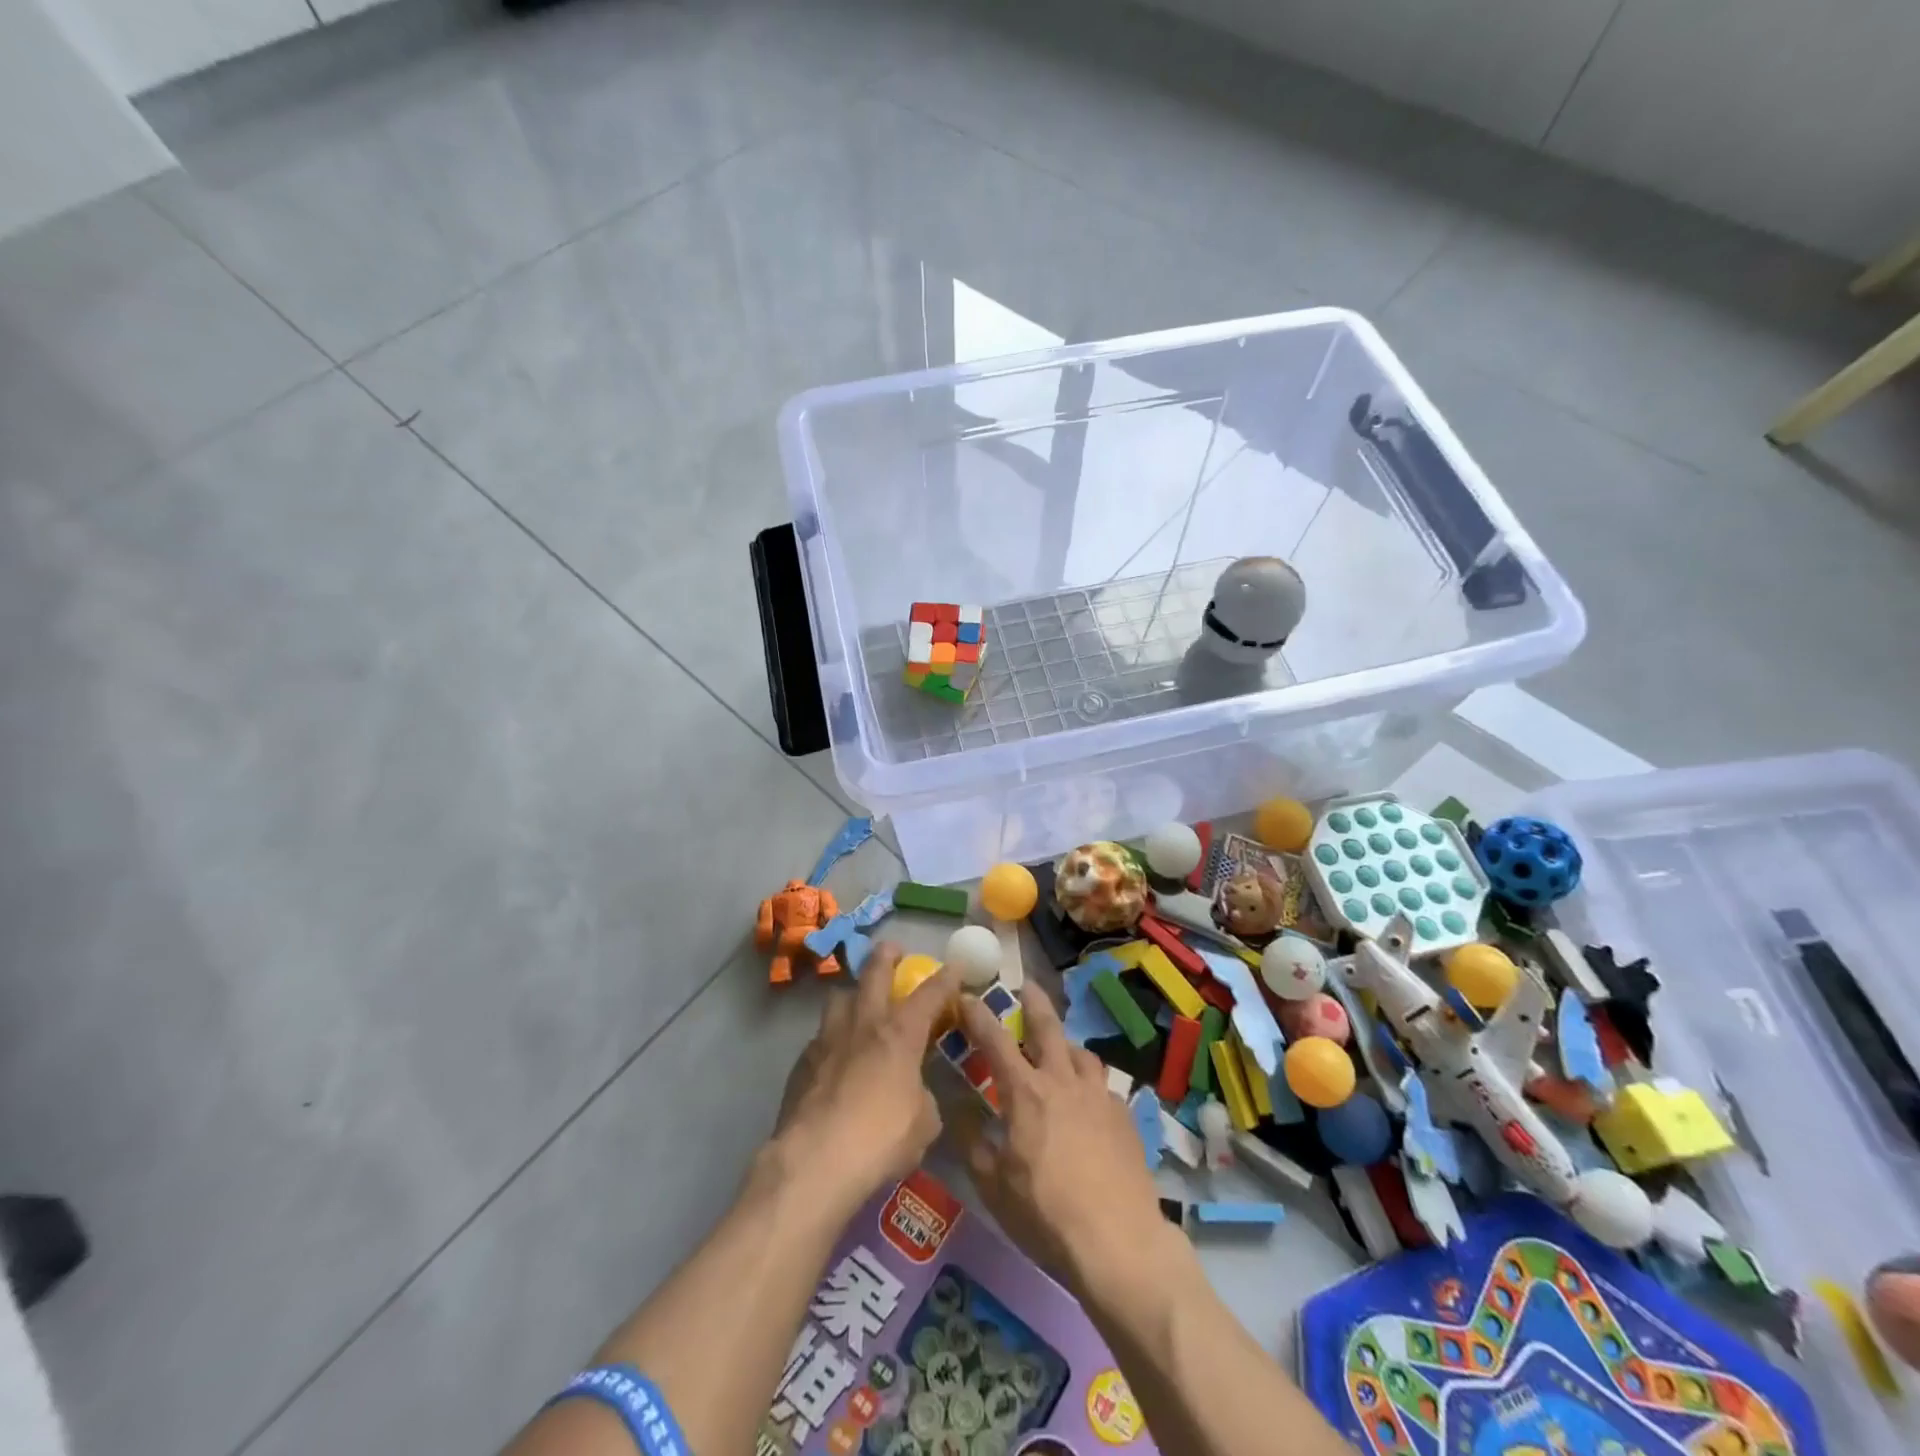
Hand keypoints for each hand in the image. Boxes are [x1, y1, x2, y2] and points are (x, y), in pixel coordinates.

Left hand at [769, 943, 959, 1218]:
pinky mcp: (802, 1062)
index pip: (930, 993)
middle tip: (894, 951)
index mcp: (900, 1032)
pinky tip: (836, 1059)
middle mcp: (863, 1023)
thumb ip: (923, 1095)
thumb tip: (914, 1092)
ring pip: (839, 997)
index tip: (956, 965)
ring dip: (853, 994)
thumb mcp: (923, 1123)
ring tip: (859, 1006)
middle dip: (887, 956)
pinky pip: (821, 1036)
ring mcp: (827, 1038)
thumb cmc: (880, 1139)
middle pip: (874, 971)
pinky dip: (833, 1038)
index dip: (947, 977)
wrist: (814, 1163)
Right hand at [952, 985, 1168, 1295]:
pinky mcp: (1124, 1116)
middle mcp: (1062, 1081)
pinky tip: (1089, 1104)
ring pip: (1081, 1052)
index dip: (978, 1015)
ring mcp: (1099, 1095)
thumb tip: (957, 1108)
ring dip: (1065, 1044)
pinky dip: (1089, 1084)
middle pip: (1048, 1027)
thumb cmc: (1045, 1214)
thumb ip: (972, 1140)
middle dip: (1034, 1001)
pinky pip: (1103, 1086)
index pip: (995, 1040)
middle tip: (1027, 986)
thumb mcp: (992, 1184)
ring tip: (1060, 1051)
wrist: (1119, 1241)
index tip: (967, 996)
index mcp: (1025, 1092)